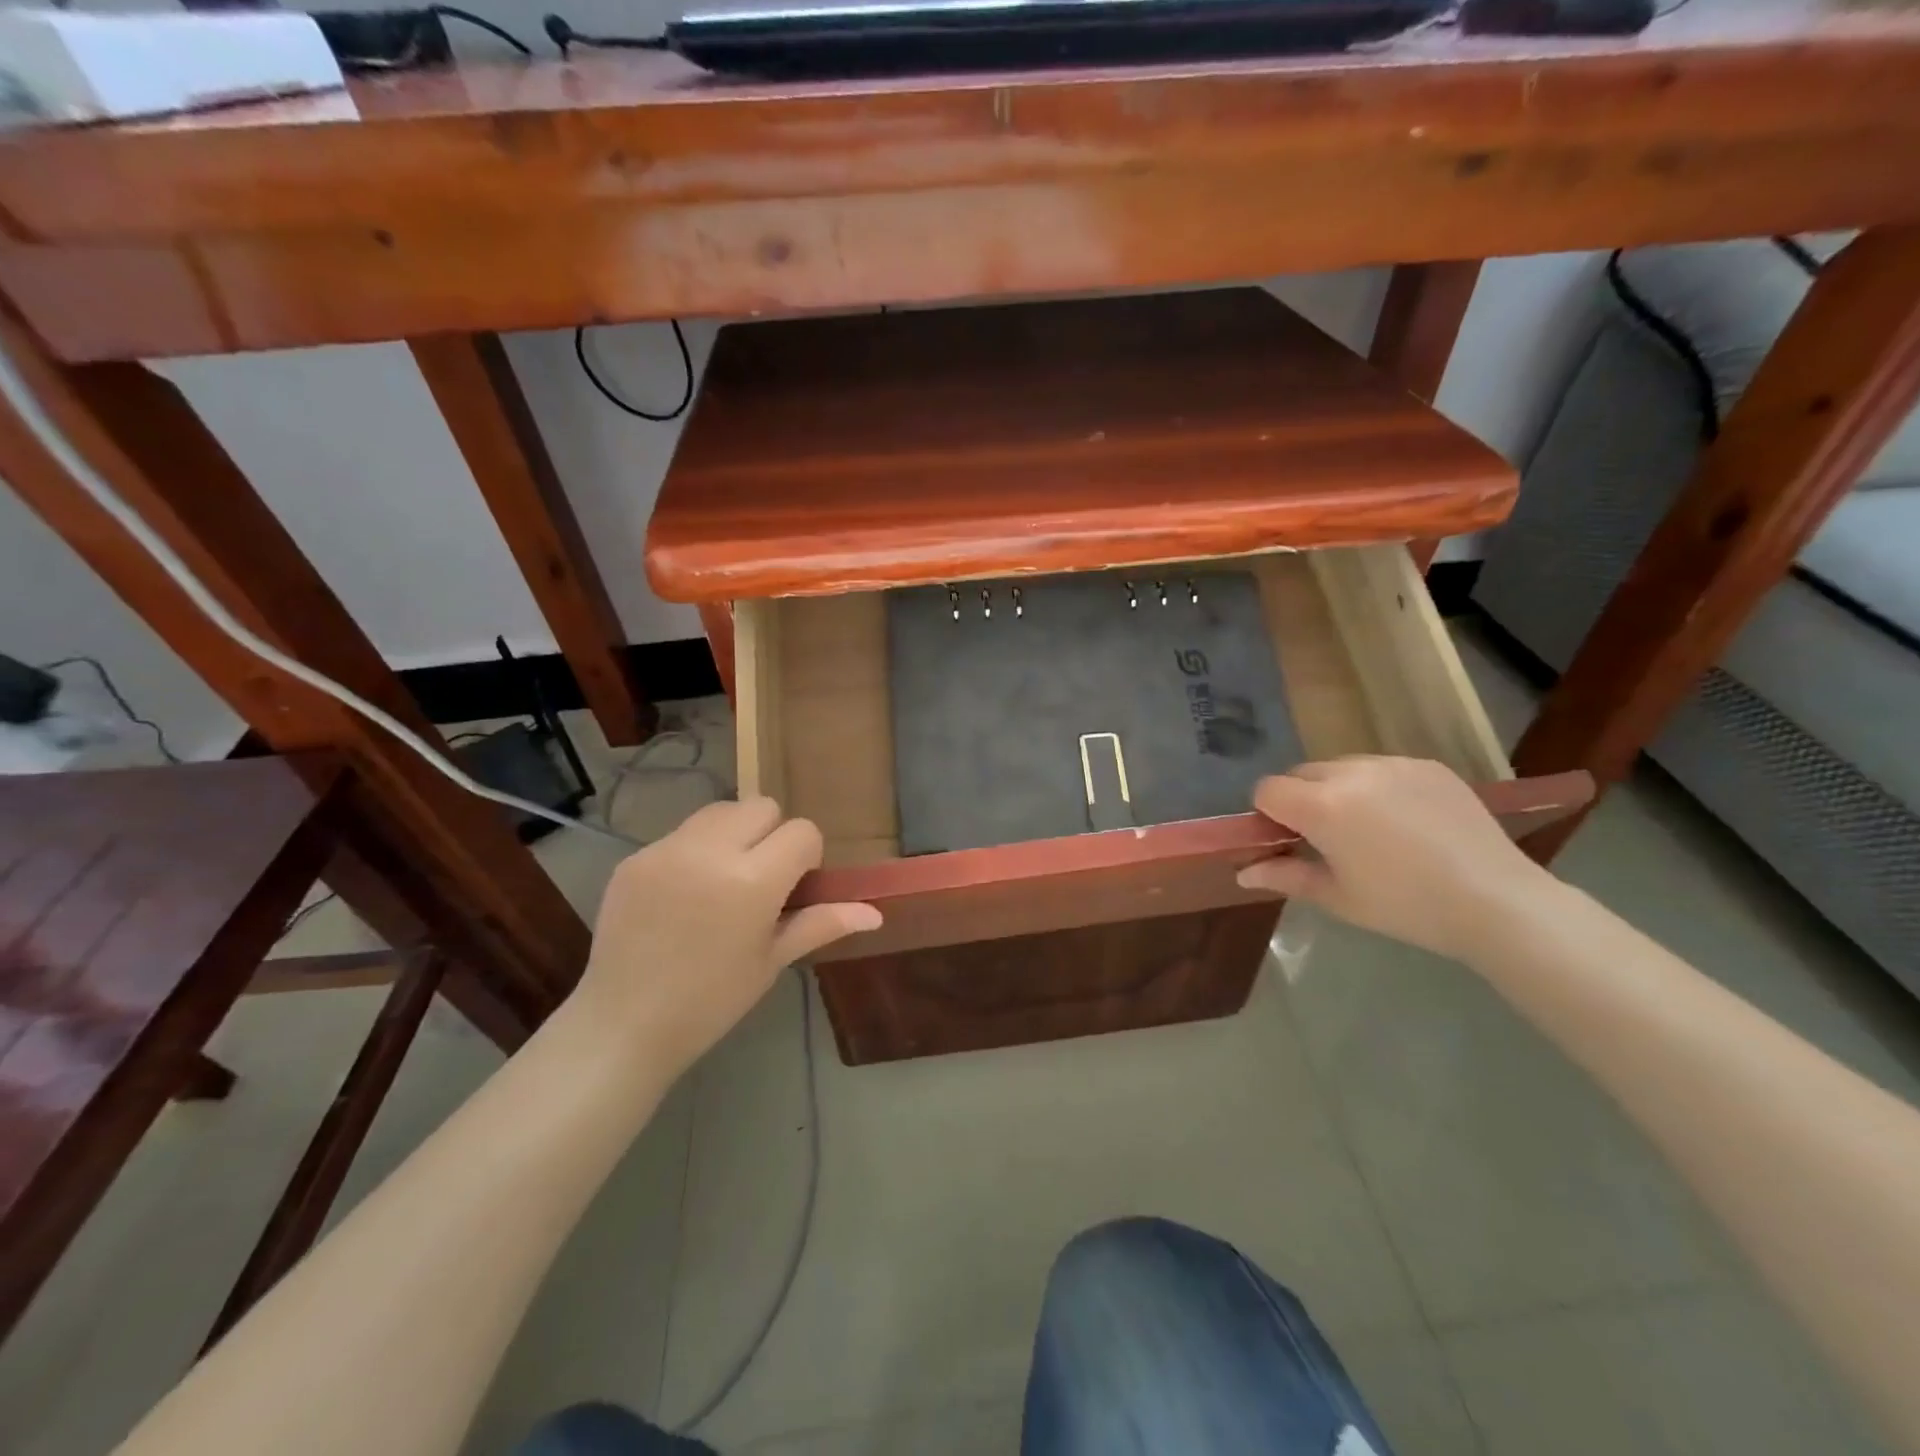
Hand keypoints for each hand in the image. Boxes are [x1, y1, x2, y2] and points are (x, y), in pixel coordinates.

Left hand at [573, 798, 880, 1079]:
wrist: (623, 1025)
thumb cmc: (711, 1001)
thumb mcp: (771, 961)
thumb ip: (821, 924)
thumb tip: (874, 914)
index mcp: (752, 881)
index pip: (802, 831)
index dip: (806, 857)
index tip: (792, 888)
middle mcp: (710, 851)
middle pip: (761, 807)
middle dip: (771, 834)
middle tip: (758, 880)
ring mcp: (667, 850)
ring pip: (719, 811)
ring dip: (733, 834)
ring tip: (720, 880)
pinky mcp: (635, 857)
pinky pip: (681, 834)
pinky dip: (694, 851)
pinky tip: (682, 895)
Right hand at [1237, 756, 1553, 962]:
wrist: (1497, 901)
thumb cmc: (1405, 906)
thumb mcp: (1337, 897)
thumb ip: (1285, 876)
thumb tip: (1244, 872)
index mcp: (1322, 806)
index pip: (1267, 790)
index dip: (1269, 815)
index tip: (1289, 841)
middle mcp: (1352, 773)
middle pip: (1301, 773)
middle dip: (1301, 799)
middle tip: (1327, 838)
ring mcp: (1393, 764)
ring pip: (1341, 767)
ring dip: (1338, 790)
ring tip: (1368, 829)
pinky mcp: (1428, 766)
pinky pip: (1382, 768)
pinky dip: (1377, 787)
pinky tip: (1404, 822)